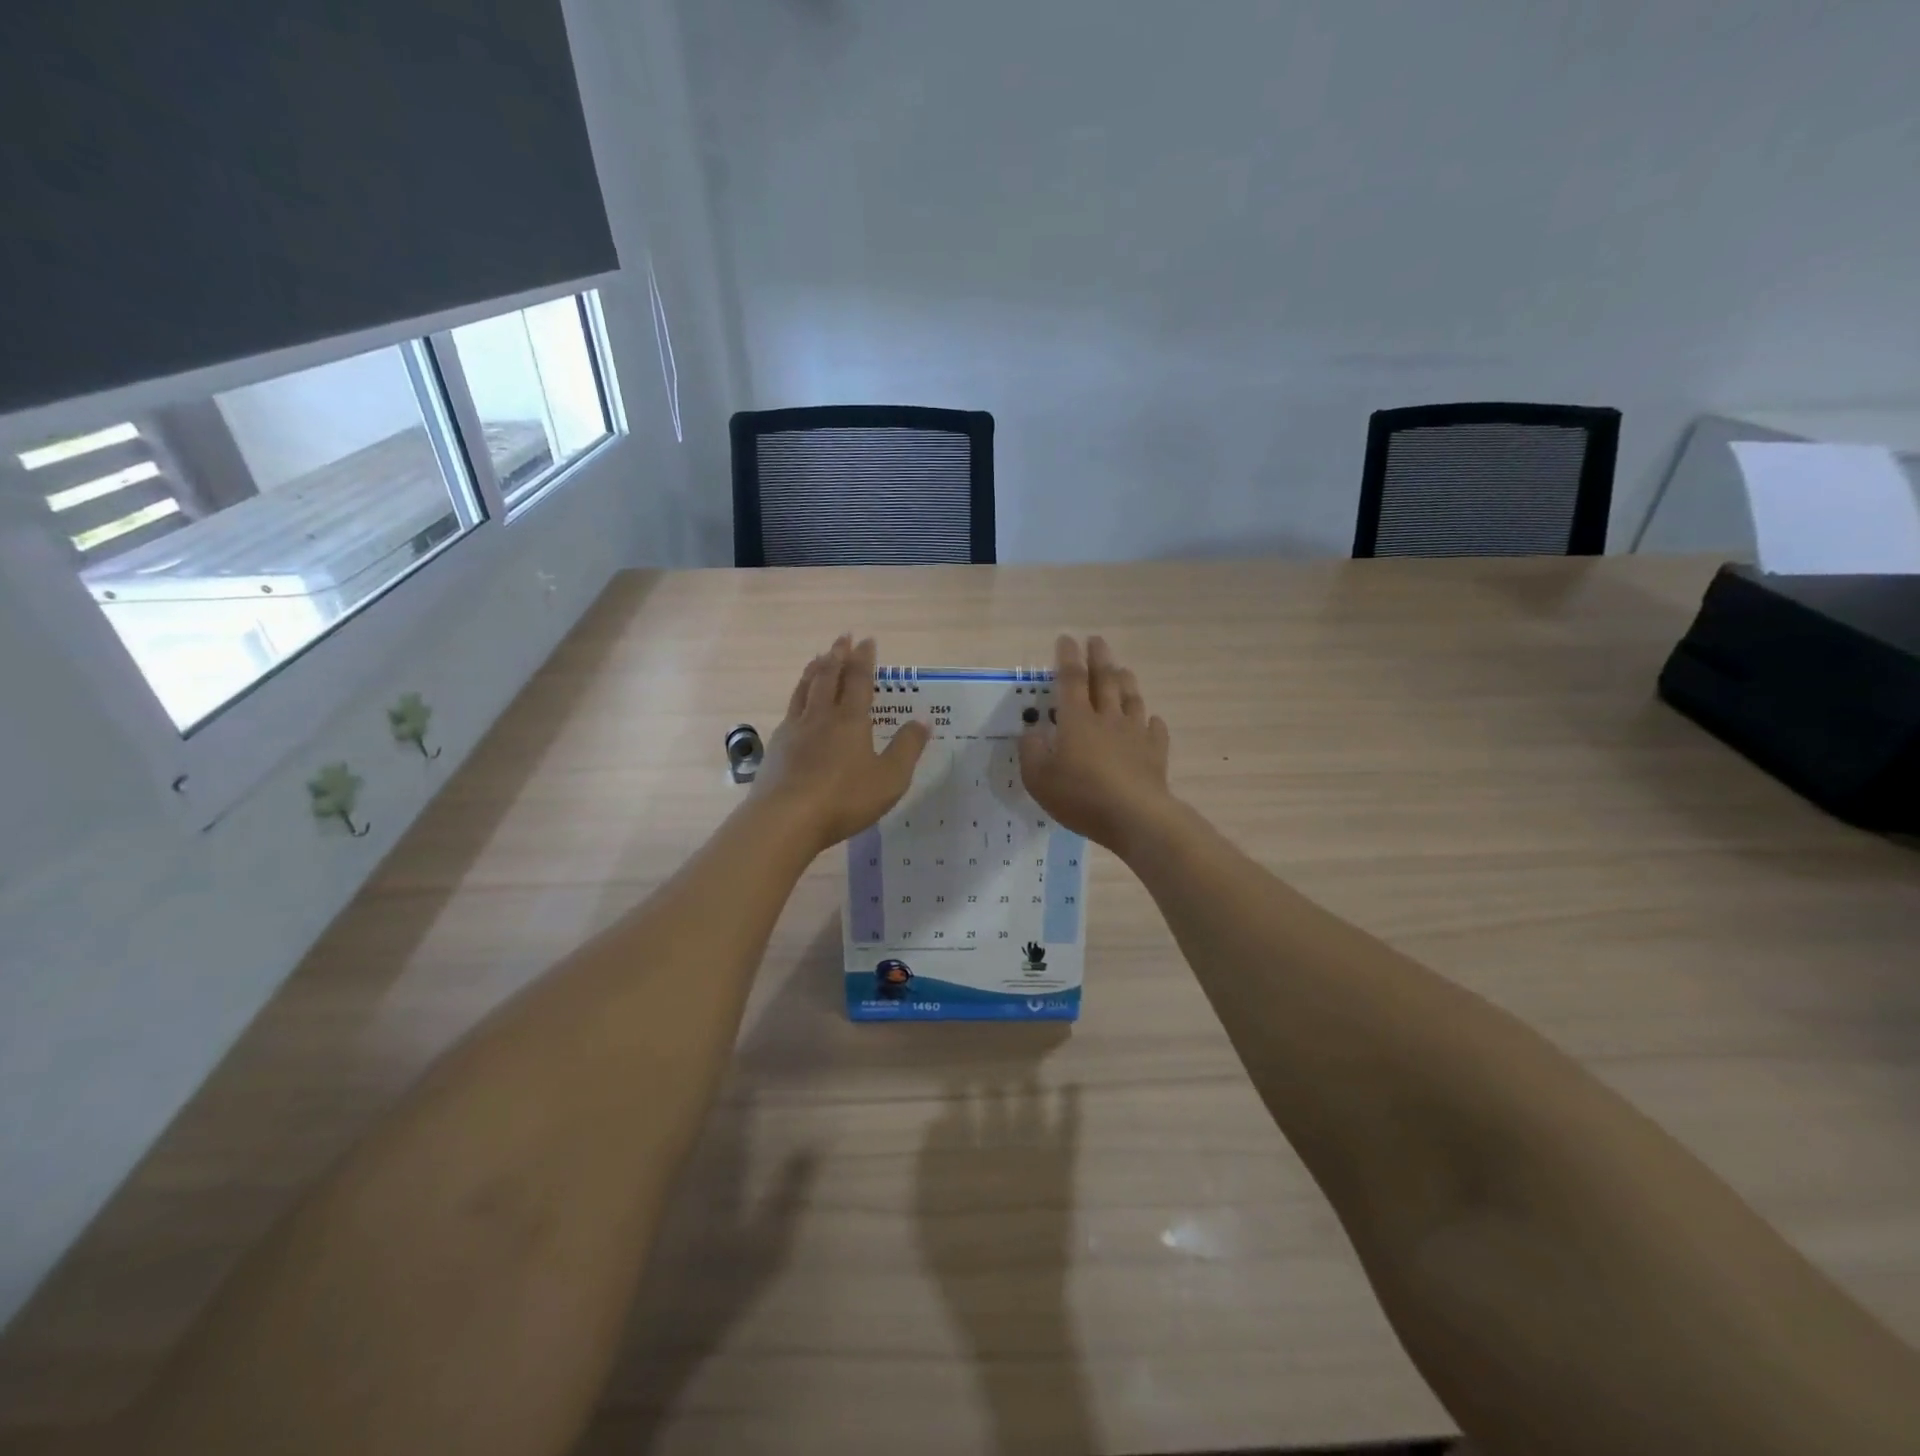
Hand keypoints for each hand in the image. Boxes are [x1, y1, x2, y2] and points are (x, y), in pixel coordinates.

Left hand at [753, 636, 929, 851]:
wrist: (786, 819)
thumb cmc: (844, 798)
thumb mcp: (890, 778)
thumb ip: (907, 747)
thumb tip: (923, 719)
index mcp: (850, 720)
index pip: (859, 680)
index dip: (864, 659)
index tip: (867, 640)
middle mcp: (821, 716)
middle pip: (828, 676)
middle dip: (837, 655)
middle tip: (842, 637)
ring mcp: (795, 729)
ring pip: (805, 689)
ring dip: (814, 669)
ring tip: (818, 657)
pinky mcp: (777, 747)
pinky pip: (790, 710)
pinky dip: (798, 696)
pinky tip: (797, 703)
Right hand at [1019, 635, 1172, 852]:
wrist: (1135, 817)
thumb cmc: (1080, 797)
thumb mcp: (1039, 779)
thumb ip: (1031, 752)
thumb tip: (1031, 732)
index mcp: (1076, 720)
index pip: (1071, 679)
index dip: (1067, 658)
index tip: (1066, 639)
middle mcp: (1107, 718)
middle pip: (1105, 680)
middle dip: (1099, 657)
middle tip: (1097, 640)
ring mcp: (1135, 733)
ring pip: (1131, 698)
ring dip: (1126, 681)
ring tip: (1123, 670)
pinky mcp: (1155, 752)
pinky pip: (1155, 729)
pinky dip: (1151, 720)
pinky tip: (1151, 720)